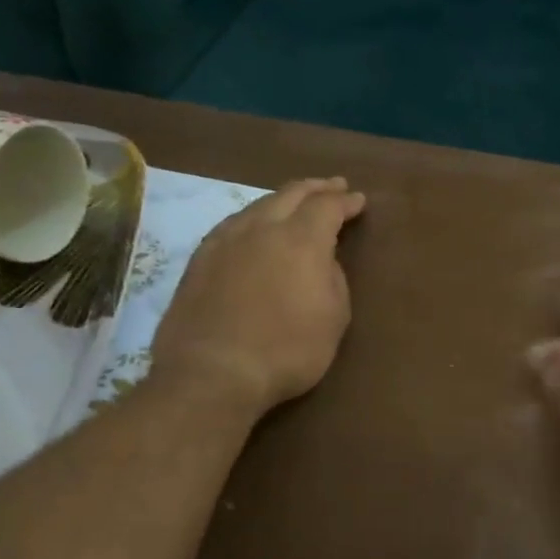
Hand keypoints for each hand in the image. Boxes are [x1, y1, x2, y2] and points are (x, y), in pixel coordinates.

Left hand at [151, 177, 365, 412]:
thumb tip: (322, 261)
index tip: (358, 201)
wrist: (214, 372)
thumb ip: (333, 278)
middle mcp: (262, 228)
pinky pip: (234, 224)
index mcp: (301, 240)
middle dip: (316, 188)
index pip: (327, 207)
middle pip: (291, 194)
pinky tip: (256, 228)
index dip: (345, 202)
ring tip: (296, 204)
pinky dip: (255, 218)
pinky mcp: (200, 259)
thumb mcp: (334, 318)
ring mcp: (225, 240)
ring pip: (259, 205)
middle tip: (334, 186)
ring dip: (283, 200)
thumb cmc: (289, 350)